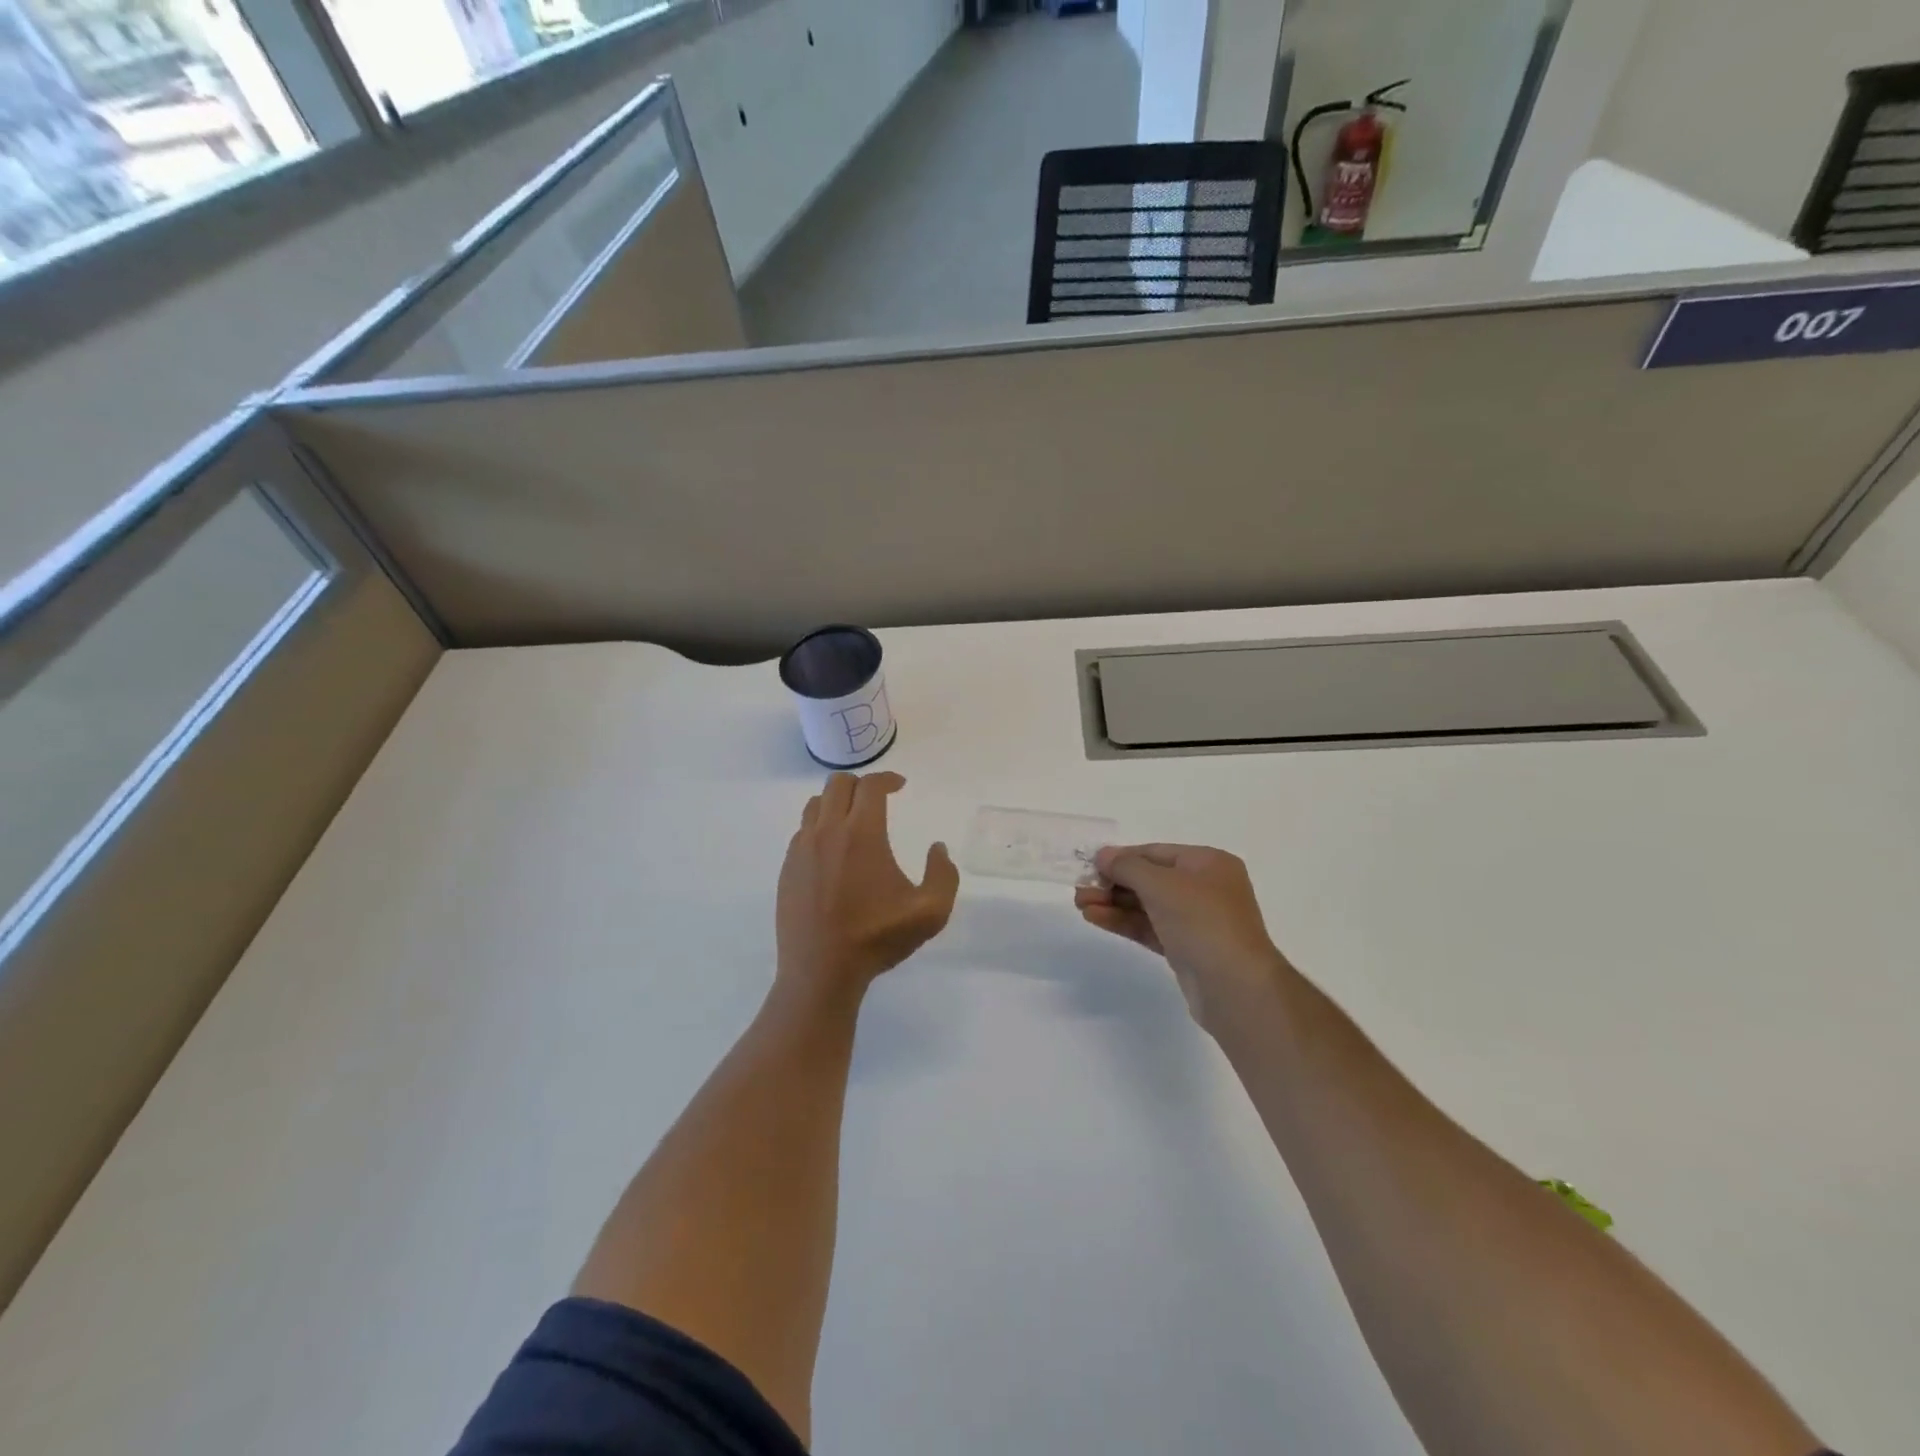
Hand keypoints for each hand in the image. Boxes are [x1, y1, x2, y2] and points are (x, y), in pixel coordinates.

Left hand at [776, 772, 959, 1003]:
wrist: (821, 971)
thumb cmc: (877, 938)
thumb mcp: (930, 912)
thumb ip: (943, 875)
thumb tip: (937, 849)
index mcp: (862, 834)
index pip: (871, 786)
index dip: (887, 779)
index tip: (900, 786)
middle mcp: (828, 831)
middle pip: (838, 784)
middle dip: (861, 784)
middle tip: (877, 799)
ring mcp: (802, 849)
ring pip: (815, 804)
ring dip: (836, 802)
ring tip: (852, 820)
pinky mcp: (788, 868)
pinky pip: (802, 831)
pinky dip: (819, 827)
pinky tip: (832, 850)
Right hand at [1074, 844, 1291, 1032]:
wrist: (1235, 987)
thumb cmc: (1202, 921)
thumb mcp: (1161, 884)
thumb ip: (1128, 867)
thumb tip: (1103, 855)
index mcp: (1208, 863)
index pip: (1156, 853)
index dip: (1122, 857)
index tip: (1089, 865)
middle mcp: (1205, 888)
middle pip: (1150, 879)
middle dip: (1113, 883)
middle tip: (1079, 889)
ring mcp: (1196, 920)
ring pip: (1147, 905)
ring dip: (1114, 903)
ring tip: (1080, 905)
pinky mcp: (1185, 949)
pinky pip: (1149, 927)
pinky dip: (1124, 922)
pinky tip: (1096, 918)